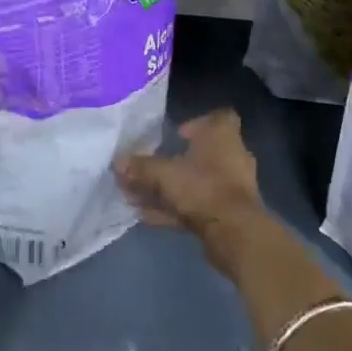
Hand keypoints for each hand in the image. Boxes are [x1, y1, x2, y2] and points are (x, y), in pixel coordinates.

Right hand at [114, 108, 271, 276]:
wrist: (235, 233)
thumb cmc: (202, 187)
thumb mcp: (163, 174)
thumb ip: (140, 167)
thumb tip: (117, 162)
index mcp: (223, 136)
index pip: (220, 117)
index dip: (199, 122)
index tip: (178, 133)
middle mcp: (232, 157)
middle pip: (204, 153)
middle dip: (177, 160)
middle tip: (153, 166)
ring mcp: (233, 187)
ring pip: (198, 182)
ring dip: (172, 189)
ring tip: (140, 197)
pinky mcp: (229, 213)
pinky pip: (199, 205)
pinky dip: (176, 209)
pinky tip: (149, 218)